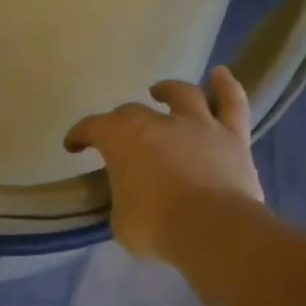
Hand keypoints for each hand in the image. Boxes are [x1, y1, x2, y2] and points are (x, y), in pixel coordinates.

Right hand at [63, 65, 264, 258]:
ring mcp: (198, 125)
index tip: (73, 146)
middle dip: (120, 120)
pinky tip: (220, 75)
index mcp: (121, 139)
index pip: (92, 127)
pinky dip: (225, 87)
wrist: (213, 229)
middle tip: (118, 135)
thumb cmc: (155, 225)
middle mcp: (158, 122)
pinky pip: (231, 103)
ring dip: (169, 90)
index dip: (79, 135)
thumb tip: (131, 197)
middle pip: (132, 111)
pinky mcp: (233, 137)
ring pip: (183, 95)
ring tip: (161, 90)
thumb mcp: (120, 218)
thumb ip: (123, 198)